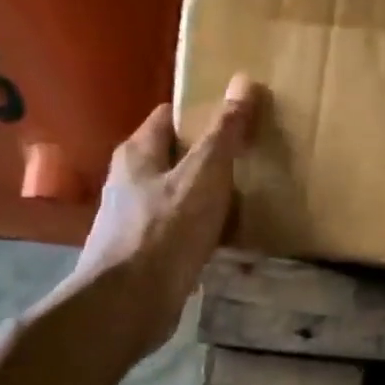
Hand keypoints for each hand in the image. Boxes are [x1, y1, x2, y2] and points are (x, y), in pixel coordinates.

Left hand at [63, 74, 261, 357]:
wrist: (130, 303)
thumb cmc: (166, 230)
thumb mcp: (204, 174)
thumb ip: (225, 132)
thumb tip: (245, 81)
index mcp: (138, 153)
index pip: (170, 115)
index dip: (204, 112)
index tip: (241, 117)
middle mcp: (131, 181)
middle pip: (177, 155)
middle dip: (213, 156)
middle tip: (254, 156)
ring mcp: (137, 218)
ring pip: (182, 193)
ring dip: (212, 194)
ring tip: (251, 195)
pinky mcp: (148, 251)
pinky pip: (184, 227)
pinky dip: (207, 227)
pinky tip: (231, 236)